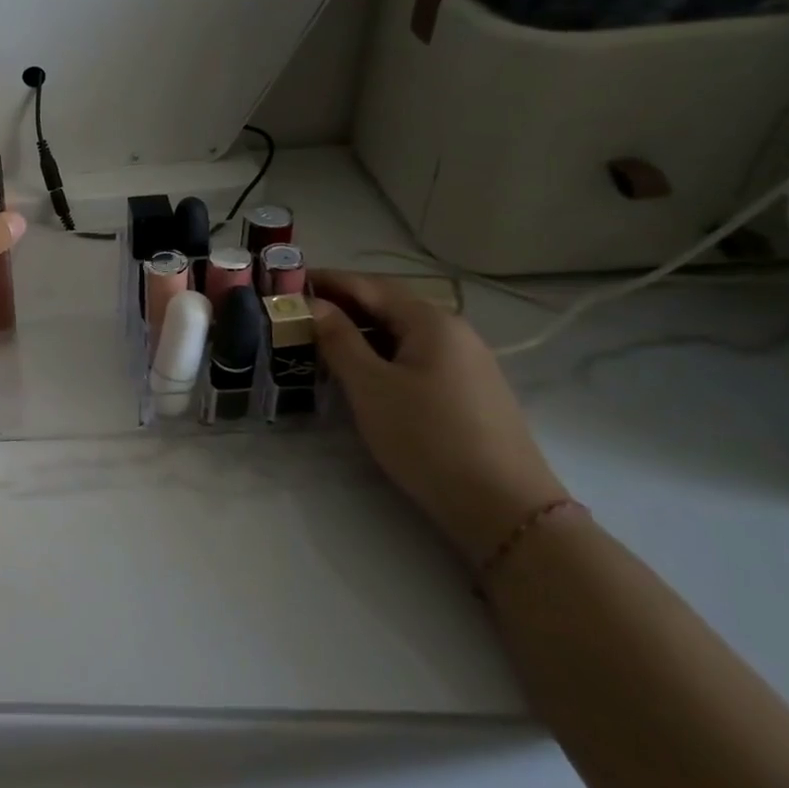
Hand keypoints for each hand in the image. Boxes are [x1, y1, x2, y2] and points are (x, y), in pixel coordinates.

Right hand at [310, 270, 567, 564]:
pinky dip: (380, 350)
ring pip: (401, 331)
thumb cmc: (427, 437)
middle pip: (388, 304)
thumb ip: (338, 339)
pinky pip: (414, 354)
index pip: (368, 285)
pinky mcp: (467, 389)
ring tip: (317, 337)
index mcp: (430, 321)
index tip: (285, 280)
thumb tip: (314, 305)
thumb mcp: (370, 386)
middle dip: (341, 302)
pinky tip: (359, 367)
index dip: (325, 280)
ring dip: (359, 328)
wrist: (503, 507)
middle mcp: (453, 331)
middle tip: (295, 309)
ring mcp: (465, 361)